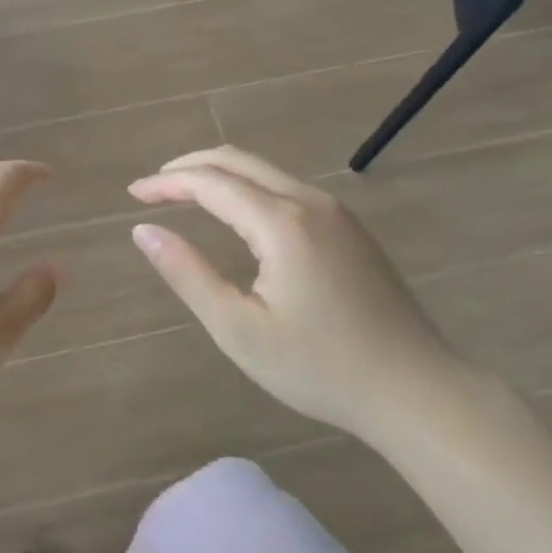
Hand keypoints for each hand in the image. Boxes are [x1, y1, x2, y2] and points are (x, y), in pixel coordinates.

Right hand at [129, 147, 463, 442]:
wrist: (419, 392)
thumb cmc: (321, 368)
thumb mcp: (239, 329)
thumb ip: (188, 273)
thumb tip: (144, 231)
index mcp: (281, 223)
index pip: (210, 182)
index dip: (166, 184)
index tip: (133, 196)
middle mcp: (309, 202)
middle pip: (238, 160)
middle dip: (189, 166)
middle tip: (153, 187)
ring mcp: (336, 213)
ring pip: (265, 171)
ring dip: (220, 175)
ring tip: (185, 196)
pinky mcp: (350, 229)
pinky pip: (287, 189)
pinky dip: (248, 188)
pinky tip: (236, 216)